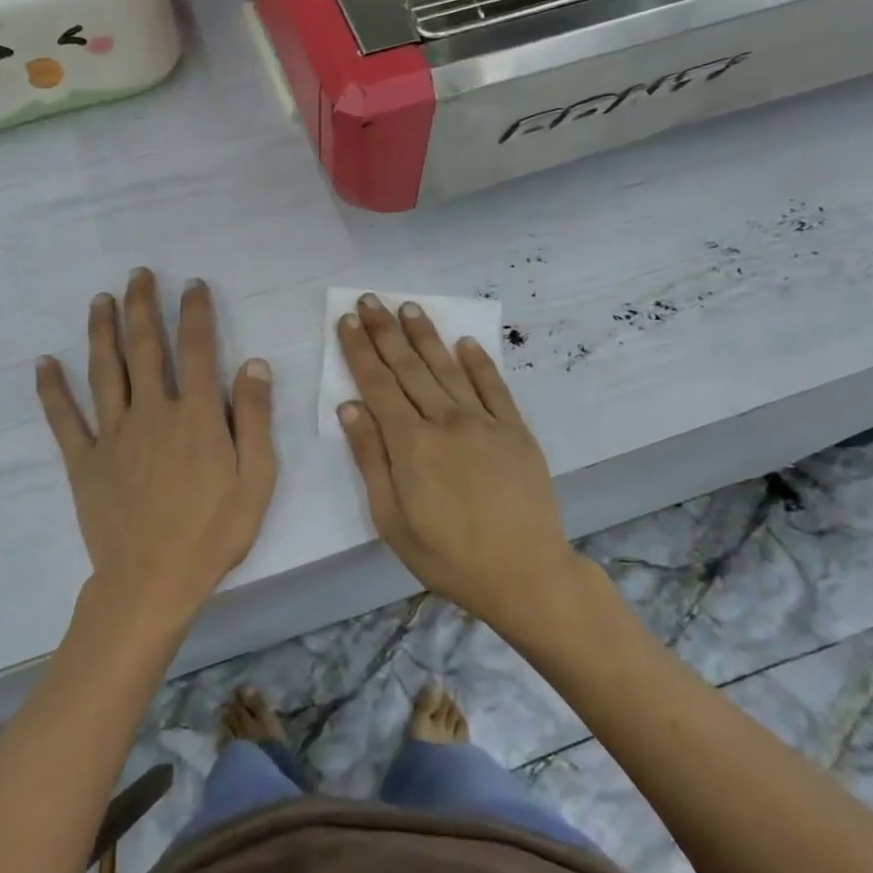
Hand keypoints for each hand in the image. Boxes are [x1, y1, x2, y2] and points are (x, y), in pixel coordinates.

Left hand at [36, 270, 276, 632]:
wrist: (152, 581)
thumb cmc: (213, 533)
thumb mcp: (256, 480)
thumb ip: (254, 419)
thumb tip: (253, 364)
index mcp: (196, 416)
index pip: (197, 350)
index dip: (195, 312)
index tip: (192, 284)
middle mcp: (151, 413)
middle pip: (145, 348)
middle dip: (143, 307)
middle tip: (138, 274)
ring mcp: (113, 435)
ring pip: (104, 371)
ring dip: (101, 331)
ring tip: (100, 299)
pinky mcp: (84, 461)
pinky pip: (64, 418)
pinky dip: (52, 389)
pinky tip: (43, 363)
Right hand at [337, 295, 596, 631]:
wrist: (525, 574)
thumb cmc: (447, 556)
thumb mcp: (391, 519)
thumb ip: (370, 458)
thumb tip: (349, 408)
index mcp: (411, 444)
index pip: (377, 384)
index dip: (359, 350)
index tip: (347, 321)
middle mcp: (446, 421)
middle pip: (409, 367)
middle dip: (386, 330)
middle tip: (371, 298)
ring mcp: (485, 422)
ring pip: (447, 368)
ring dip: (426, 335)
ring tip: (409, 307)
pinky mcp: (516, 430)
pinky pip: (494, 387)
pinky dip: (478, 362)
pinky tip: (465, 342)